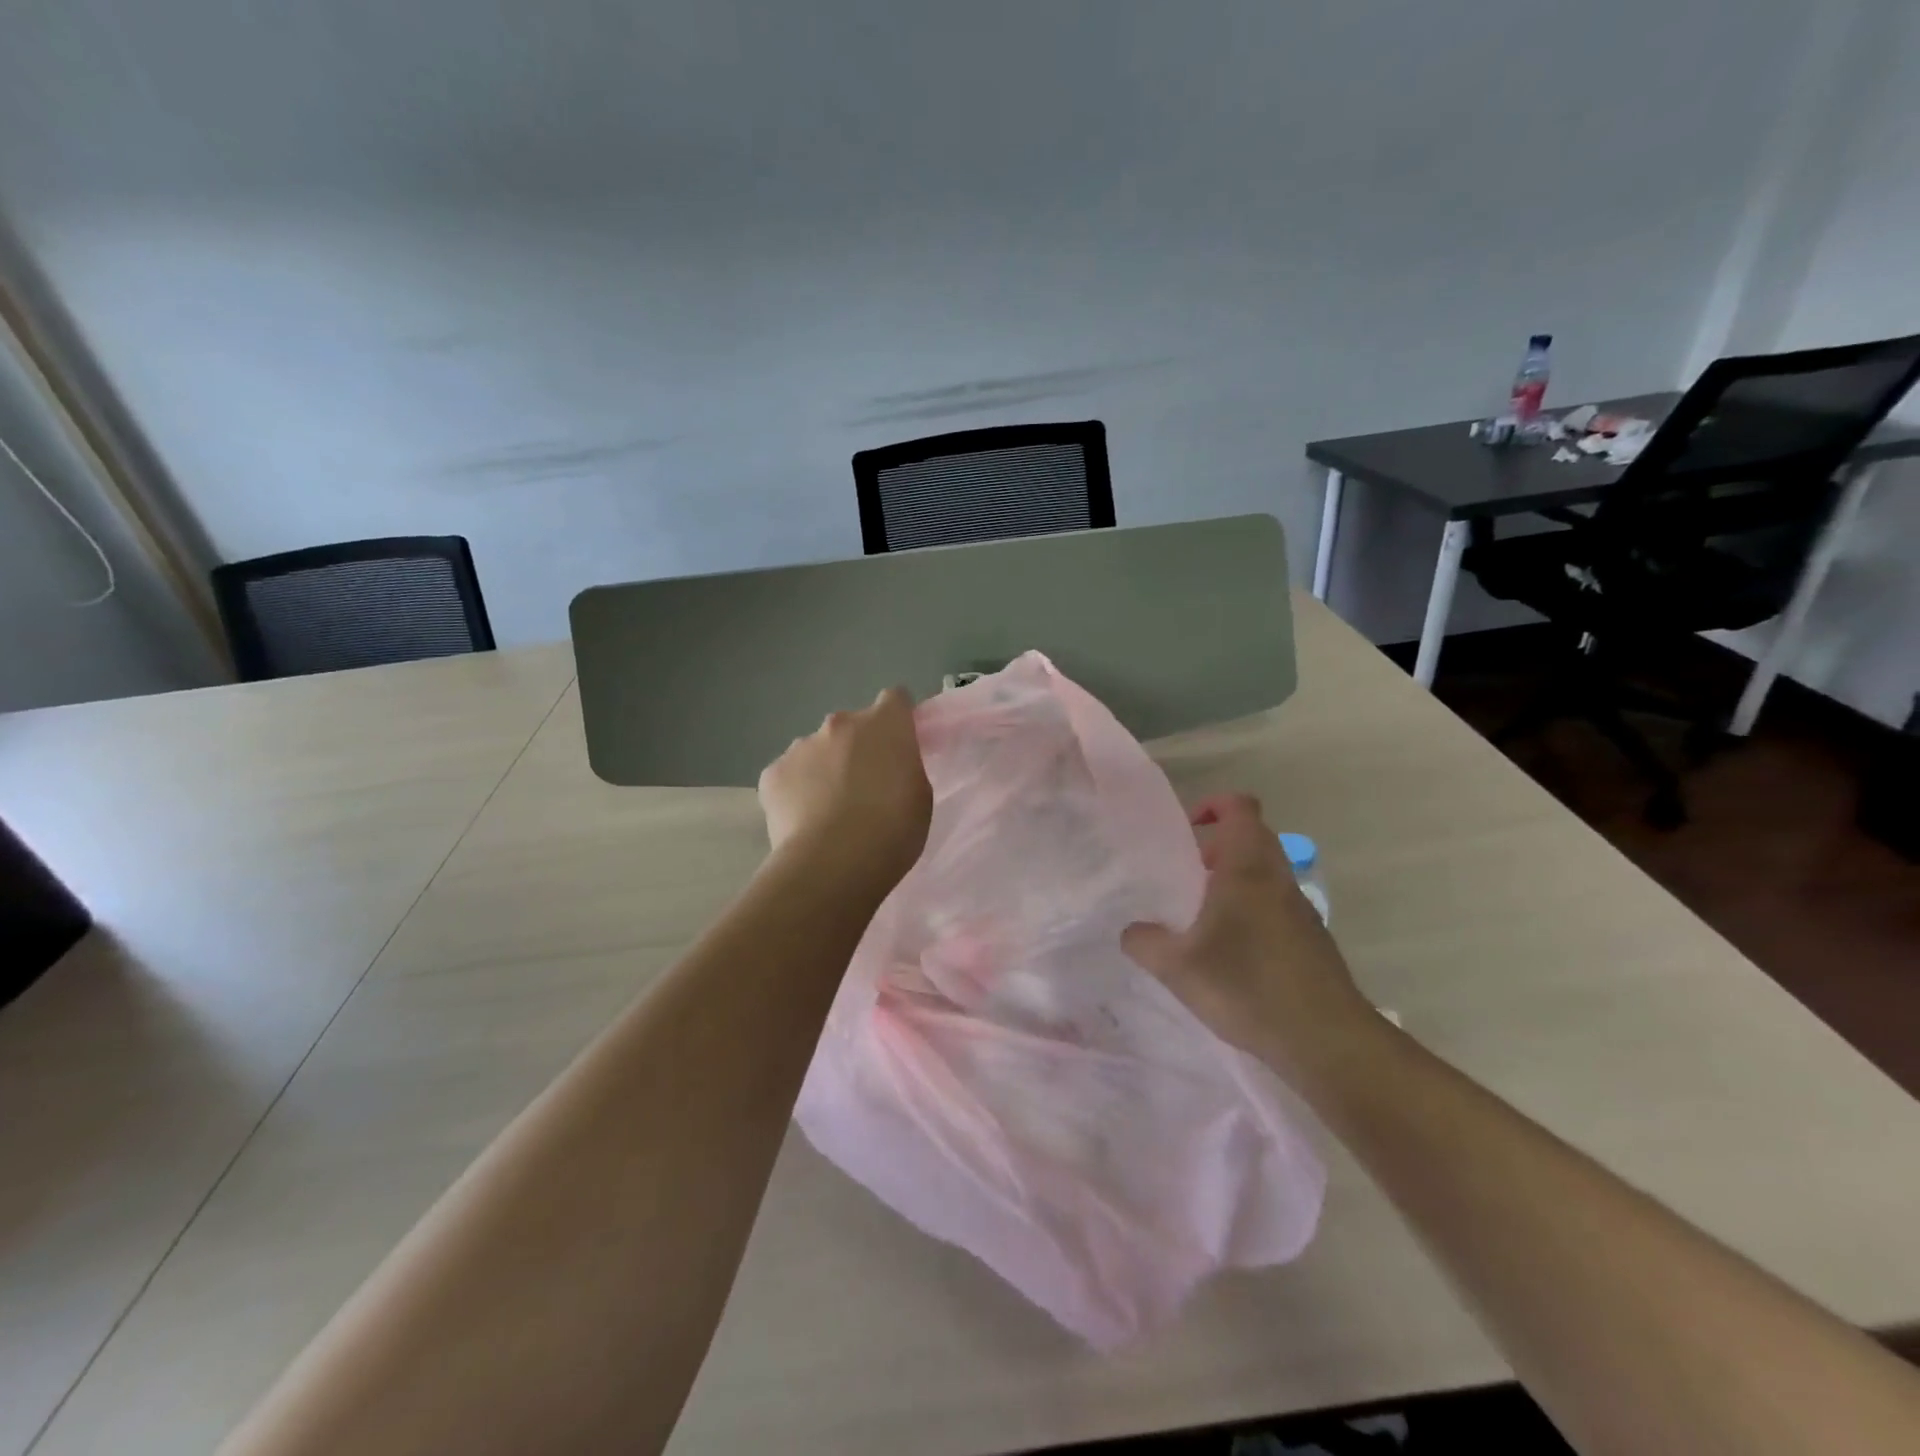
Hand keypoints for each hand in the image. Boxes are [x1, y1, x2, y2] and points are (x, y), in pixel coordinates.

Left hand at [758, 688, 933, 892]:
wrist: (833, 862)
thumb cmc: (892, 830)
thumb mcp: (919, 795)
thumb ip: (904, 767)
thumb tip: (887, 765)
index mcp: (884, 724)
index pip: (895, 699)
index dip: (897, 720)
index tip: (898, 747)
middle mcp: (840, 723)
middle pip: (851, 727)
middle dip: (857, 748)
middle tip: (863, 789)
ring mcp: (801, 746)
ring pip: (816, 751)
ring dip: (824, 769)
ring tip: (829, 813)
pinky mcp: (772, 773)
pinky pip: (788, 776)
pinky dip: (796, 792)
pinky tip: (803, 823)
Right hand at [1122, 794, 1379, 1083]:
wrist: (1326, 1041)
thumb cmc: (1247, 987)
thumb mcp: (1177, 967)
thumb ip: (1144, 942)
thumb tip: (1132, 931)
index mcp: (1247, 868)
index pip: (1239, 807)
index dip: (1212, 805)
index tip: (1186, 830)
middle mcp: (1277, 878)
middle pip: (1251, 838)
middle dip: (1215, 848)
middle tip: (1184, 877)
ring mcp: (1300, 909)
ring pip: (1263, 874)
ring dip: (1232, 883)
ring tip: (1199, 920)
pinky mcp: (1311, 939)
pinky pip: (1274, 906)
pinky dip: (1250, 913)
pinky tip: (1229, 955)